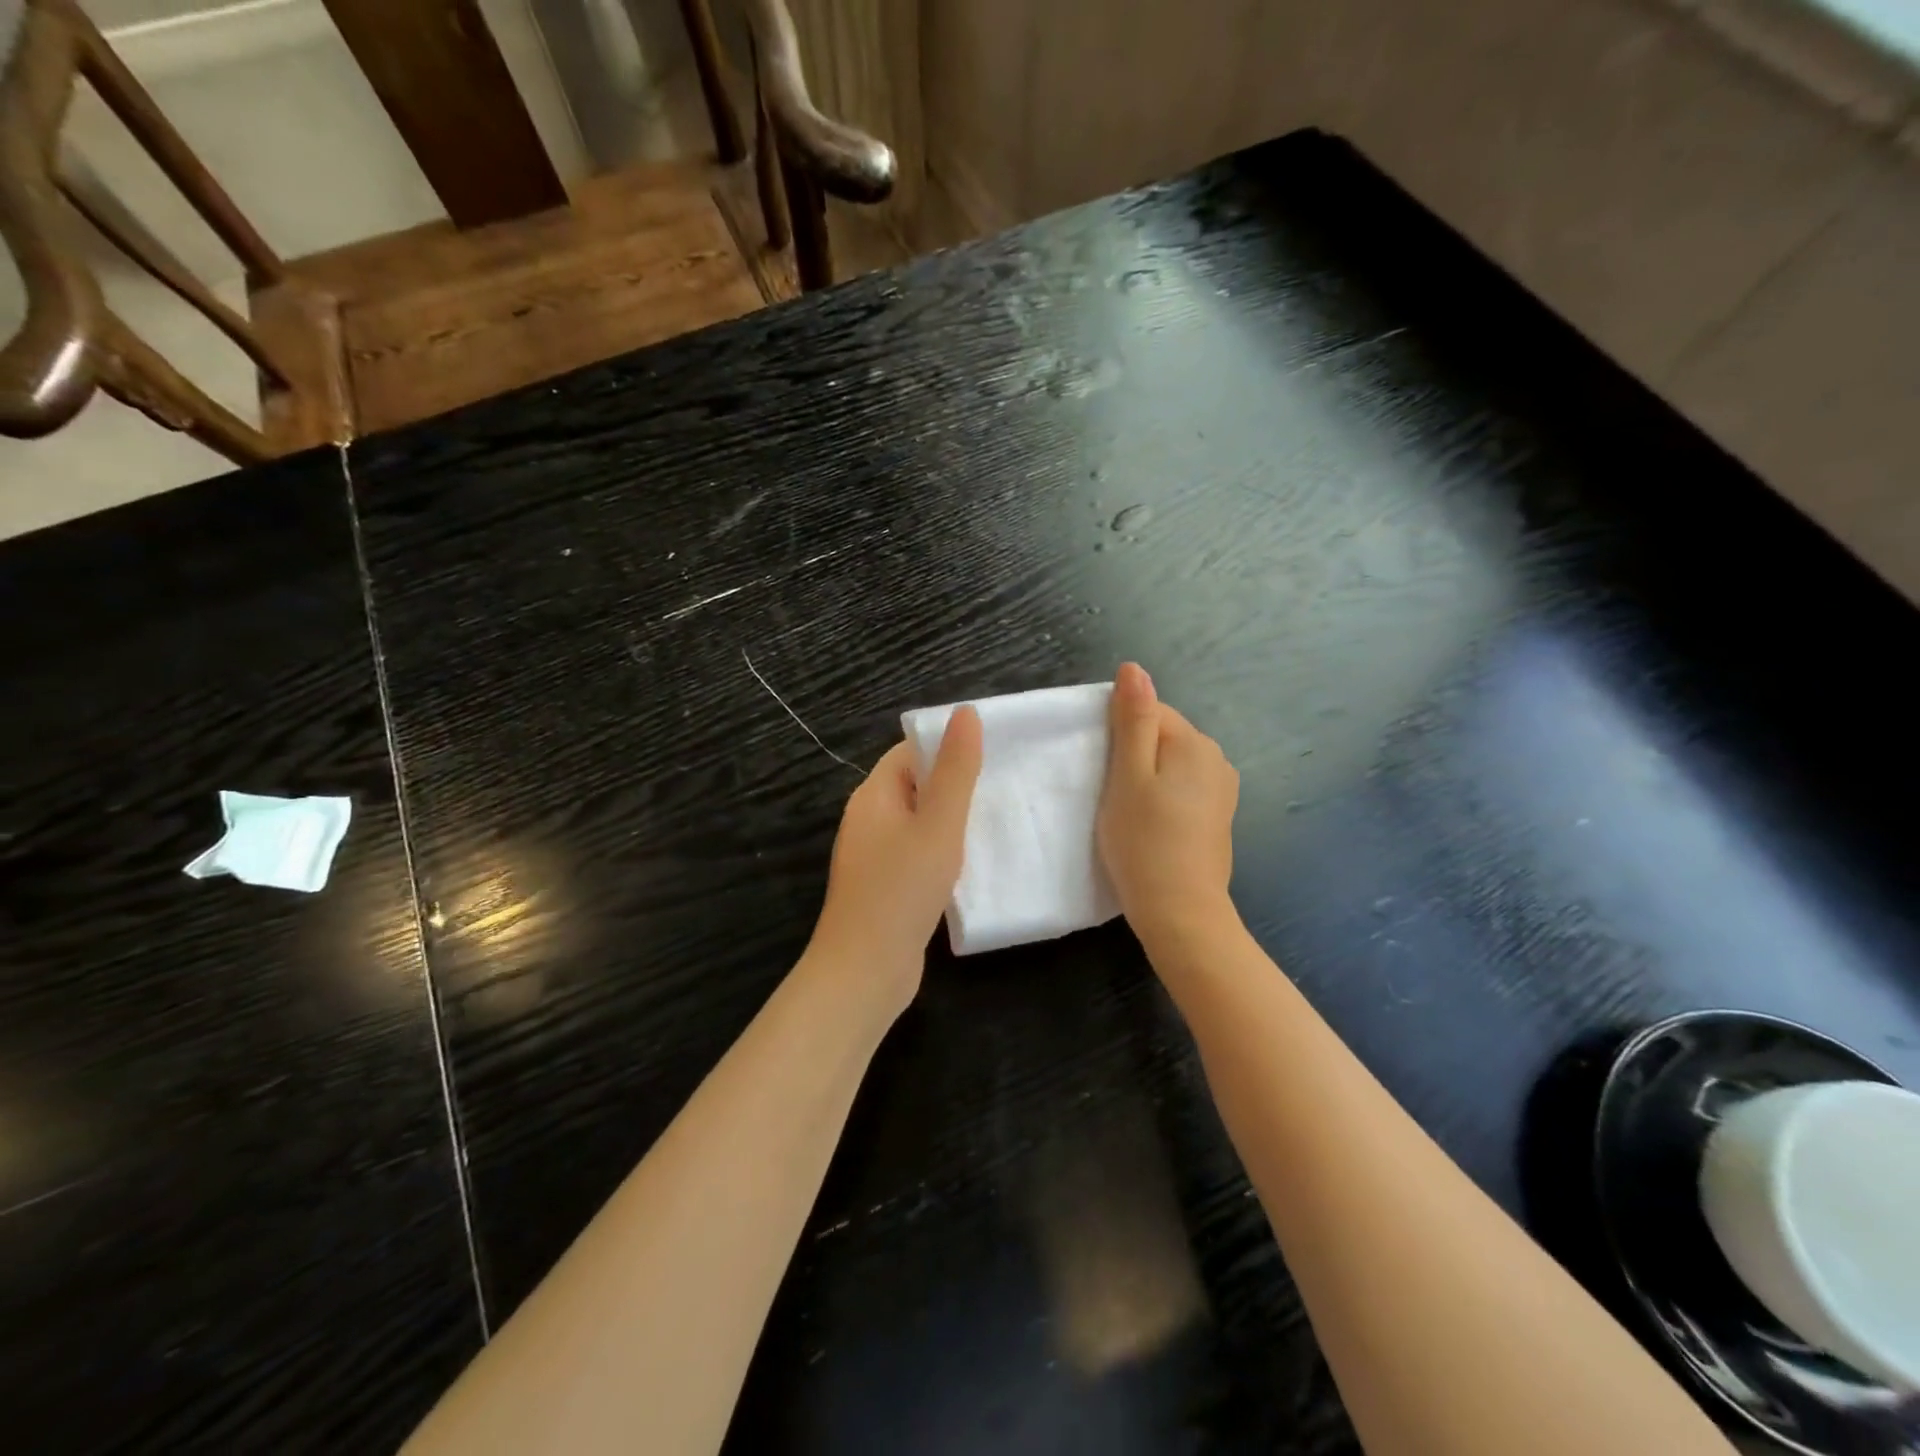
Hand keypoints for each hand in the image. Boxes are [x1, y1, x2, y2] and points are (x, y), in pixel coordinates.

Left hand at [807, 707, 982, 1015]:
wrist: (866, 971)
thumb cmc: (901, 890)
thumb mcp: (938, 825)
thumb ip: (955, 771)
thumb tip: (965, 713)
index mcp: (874, 796)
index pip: (910, 752)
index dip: (947, 746)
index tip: (992, 750)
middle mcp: (869, 820)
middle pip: (915, 785)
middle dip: (955, 783)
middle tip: (1004, 784)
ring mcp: (875, 856)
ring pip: (920, 822)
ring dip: (952, 819)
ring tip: (998, 818)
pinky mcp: (886, 886)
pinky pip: (918, 853)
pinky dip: (944, 851)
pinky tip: (975, 861)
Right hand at [1098, 663, 1239, 944]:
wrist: (1181, 912)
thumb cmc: (1144, 842)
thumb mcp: (1128, 776)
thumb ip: (1133, 720)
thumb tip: (1134, 668)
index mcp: (1195, 743)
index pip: (1149, 711)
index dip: (1118, 734)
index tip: (1099, 768)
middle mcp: (1217, 759)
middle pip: (1162, 736)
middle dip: (1133, 753)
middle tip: (1108, 791)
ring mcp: (1222, 790)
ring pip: (1171, 764)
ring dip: (1146, 777)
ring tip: (1125, 810)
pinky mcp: (1219, 817)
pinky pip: (1183, 789)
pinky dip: (1162, 797)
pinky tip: (1149, 824)